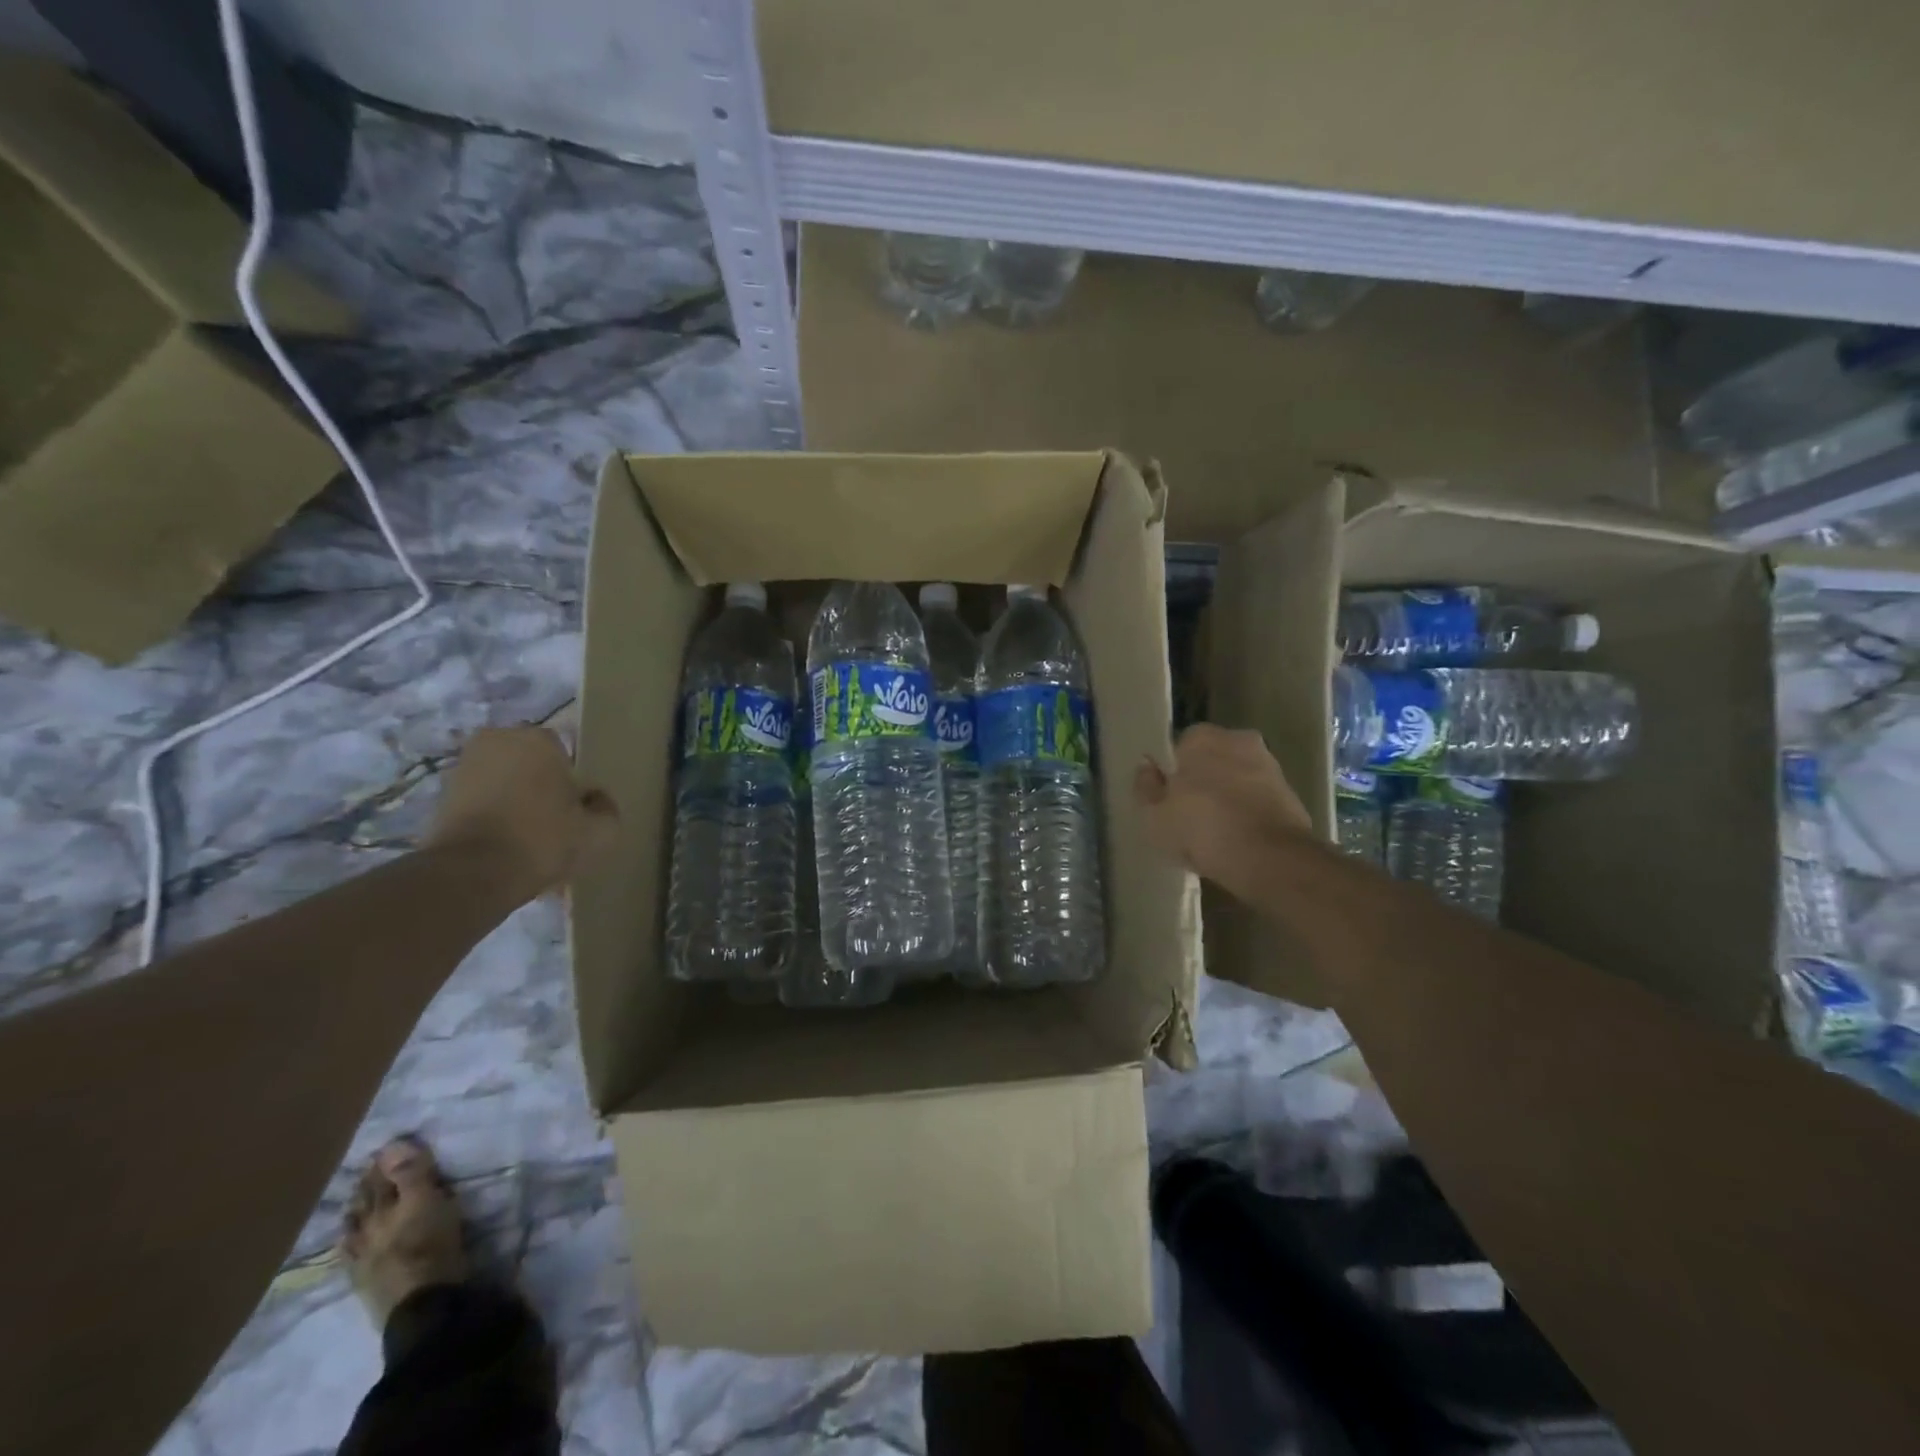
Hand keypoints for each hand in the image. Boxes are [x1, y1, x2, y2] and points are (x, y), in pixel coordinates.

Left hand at [427, 726, 618, 902]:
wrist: (472, 874)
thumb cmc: (543, 839)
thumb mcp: (600, 831)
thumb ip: (606, 808)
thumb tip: (595, 800)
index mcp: (538, 739)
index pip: (566, 753)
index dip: (573, 783)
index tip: (576, 810)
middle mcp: (497, 741)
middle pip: (531, 764)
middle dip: (540, 786)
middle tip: (553, 822)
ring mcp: (463, 767)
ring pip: (504, 782)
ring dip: (514, 801)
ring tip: (527, 838)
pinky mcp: (440, 797)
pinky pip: (481, 802)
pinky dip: (492, 817)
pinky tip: (504, 846)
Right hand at [1134, 723, 1311, 899]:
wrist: (1270, 859)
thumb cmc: (1201, 829)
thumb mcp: (1154, 815)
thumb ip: (1145, 787)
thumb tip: (1146, 767)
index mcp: (1202, 737)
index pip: (1180, 746)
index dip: (1172, 772)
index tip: (1167, 798)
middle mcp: (1239, 740)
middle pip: (1212, 759)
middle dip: (1203, 780)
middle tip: (1188, 814)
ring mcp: (1270, 766)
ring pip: (1237, 778)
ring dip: (1228, 796)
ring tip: (1214, 832)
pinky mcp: (1291, 795)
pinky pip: (1257, 799)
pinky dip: (1248, 813)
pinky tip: (1237, 839)